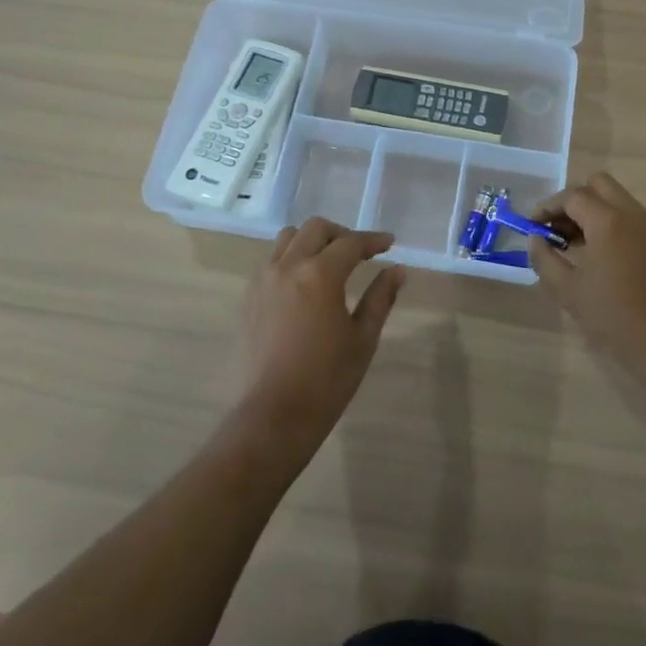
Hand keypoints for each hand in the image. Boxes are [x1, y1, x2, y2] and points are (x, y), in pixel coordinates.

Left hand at [236, 217, 403, 454]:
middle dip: (341, 234)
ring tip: (328, 263)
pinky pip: (271, 262)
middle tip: (359, 253)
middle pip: (315, 229)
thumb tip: (397, 270)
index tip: (389, 243)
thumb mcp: (363, 339)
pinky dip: (290, 260)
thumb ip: (380, 298)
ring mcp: (263, 280)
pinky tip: (302, 286)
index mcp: (320, 274)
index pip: (351, 242)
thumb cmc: (326, 380)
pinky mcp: (248, 298)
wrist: (272, 416)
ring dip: (311, 241)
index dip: (373, 240)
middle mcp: (288, 267)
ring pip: (287, 239)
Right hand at [528, 173, 645, 384]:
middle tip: (557, 227)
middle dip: (573, 199)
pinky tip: (597, 254)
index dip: (548, 207)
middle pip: (599, 184)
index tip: (533, 226)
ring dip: (592, 210)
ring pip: (616, 199)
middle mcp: (631, 215)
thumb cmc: (613, 317)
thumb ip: (544, 258)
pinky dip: (609, 222)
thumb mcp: (567, 290)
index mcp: (608, 221)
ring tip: (573, 243)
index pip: (572, 196)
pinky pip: (629, 217)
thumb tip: (535, 239)